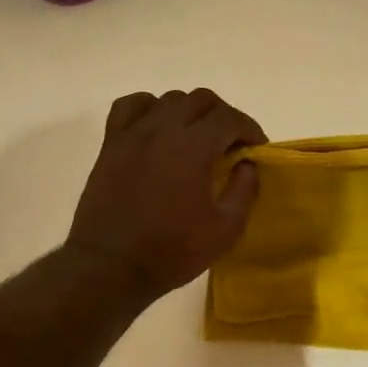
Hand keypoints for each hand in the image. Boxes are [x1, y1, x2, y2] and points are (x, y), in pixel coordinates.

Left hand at [66, 89, 266, 300]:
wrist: (111, 266)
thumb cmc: (172, 251)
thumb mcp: (225, 230)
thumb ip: (244, 191)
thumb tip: (247, 164)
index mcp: (193, 148)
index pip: (229, 118)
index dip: (249, 128)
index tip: (256, 147)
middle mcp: (163, 129)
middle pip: (200, 100)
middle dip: (223, 115)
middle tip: (230, 142)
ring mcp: (133, 133)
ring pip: (168, 99)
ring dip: (190, 111)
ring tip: (196, 137)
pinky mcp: (111, 143)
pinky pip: (131, 106)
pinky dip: (149, 108)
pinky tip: (156, 127)